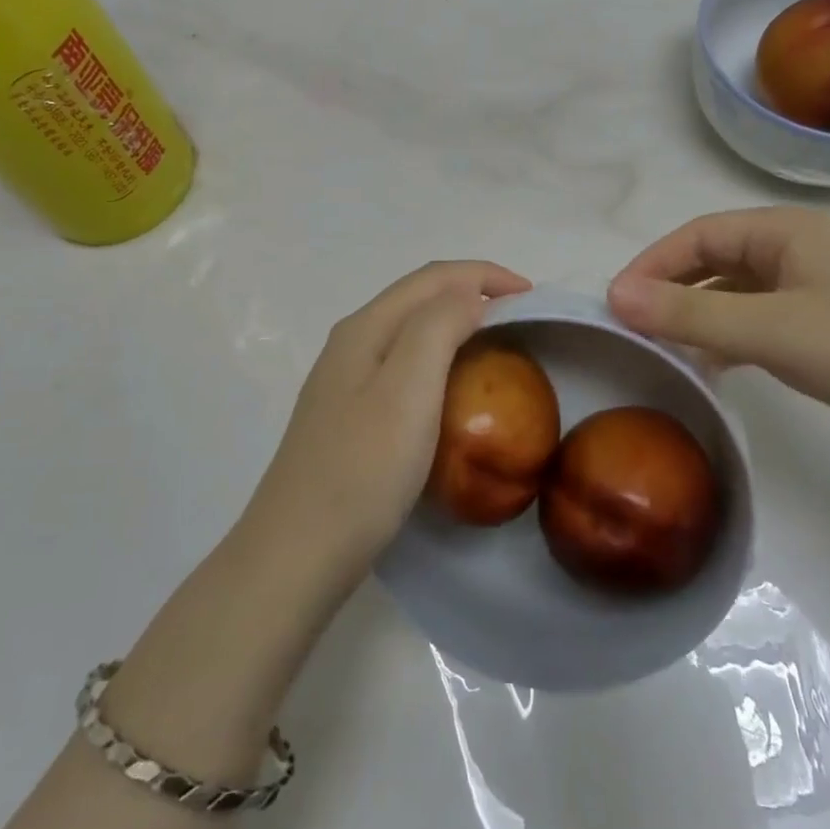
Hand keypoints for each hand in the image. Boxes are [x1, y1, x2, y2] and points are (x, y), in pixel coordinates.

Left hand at [246, 261, 531, 584]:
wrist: (297, 554)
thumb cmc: (362, 470)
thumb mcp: (407, 388)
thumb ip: (438, 326)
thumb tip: (468, 295)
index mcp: (365, 328)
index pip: (434, 278)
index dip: (485, 274)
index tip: (532, 296)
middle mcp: (351, 343)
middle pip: (419, 297)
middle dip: (472, 291)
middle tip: (521, 315)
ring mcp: (345, 381)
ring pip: (410, 330)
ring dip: (455, 322)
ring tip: (496, 342)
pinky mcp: (348, 416)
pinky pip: (402, 365)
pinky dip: (438, 357)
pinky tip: (451, 388)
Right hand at [608, 208, 829, 471]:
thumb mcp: (772, 332)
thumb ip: (691, 315)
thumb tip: (615, 296)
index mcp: (785, 230)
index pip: (697, 236)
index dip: (651, 265)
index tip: (615, 305)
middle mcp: (799, 248)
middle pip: (714, 261)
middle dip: (671, 292)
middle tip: (634, 330)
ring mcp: (817, 286)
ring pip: (737, 293)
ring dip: (698, 317)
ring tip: (665, 352)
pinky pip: (761, 320)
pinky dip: (730, 338)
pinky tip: (715, 367)